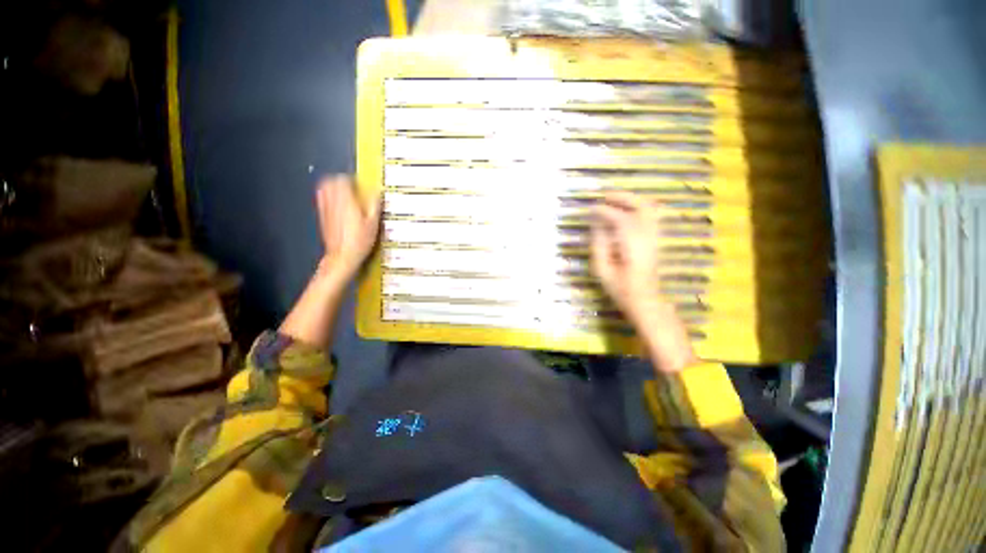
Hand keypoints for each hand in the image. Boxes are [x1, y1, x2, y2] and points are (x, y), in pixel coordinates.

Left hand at [316, 175, 380, 279]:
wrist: (342, 256)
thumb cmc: (361, 240)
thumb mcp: (373, 223)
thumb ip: (374, 205)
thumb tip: (377, 191)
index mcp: (346, 201)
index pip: (342, 180)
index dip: (351, 179)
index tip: (359, 184)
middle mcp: (332, 202)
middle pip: (329, 182)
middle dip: (339, 181)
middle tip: (350, 187)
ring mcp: (325, 209)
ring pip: (323, 190)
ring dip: (332, 188)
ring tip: (343, 194)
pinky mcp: (322, 217)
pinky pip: (322, 200)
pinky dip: (328, 197)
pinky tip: (338, 206)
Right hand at [590, 192, 696, 372]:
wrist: (646, 301)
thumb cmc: (621, 289)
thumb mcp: (602, 271)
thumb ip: (599, 245)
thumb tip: (596, 225)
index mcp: (633, 247)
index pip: (620, 219)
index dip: (605, 211)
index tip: (591, 209)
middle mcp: (648, 238)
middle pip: (641, 207)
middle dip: (623, 197)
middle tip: (604, 196)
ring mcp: (656, 238)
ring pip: (650, 209)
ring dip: (632, 200)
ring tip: (614, 199)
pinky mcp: (657, 240)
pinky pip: (652, 216)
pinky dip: (639, 207)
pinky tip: (627, 209)